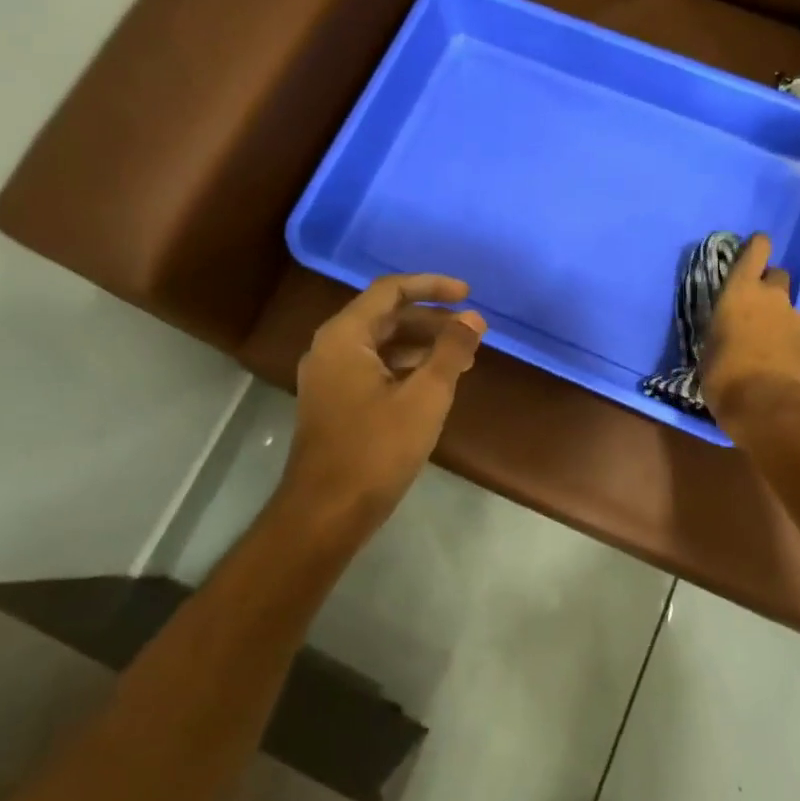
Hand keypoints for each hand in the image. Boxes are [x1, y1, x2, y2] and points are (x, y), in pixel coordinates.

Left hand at [284, 274, 486, 536]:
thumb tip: (473, 318)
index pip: (390, 290)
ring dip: (422, 344)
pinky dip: (406, 366)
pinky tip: (434, 382)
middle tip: (472, 331)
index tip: (468, 294)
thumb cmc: (377, 449)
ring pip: (381, 343)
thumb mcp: (425, 396)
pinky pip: (374, 367)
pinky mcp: (335, 401)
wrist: (326, 513)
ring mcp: (329, 376)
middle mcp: (331, 347)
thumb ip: (451, 351)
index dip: (432, 286)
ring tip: (463, 357)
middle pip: (386, 315)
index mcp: (345, 336)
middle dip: (432, 320)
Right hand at [701, 233, 799, 429]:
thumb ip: (721, 330)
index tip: (754, 247)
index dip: (757, 246)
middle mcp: (772, 297)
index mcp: (741, 290)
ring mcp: (795, 319)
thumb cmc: (724, 373)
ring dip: (777, 315)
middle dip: (769, 284)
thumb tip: (725, 333)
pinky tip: (774, 359)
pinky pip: (795, 332)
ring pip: (787, 306)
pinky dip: (786, 340)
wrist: (768, 405)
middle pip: (778, 275)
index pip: (756, 251)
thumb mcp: (708, 347)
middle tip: (753, 304)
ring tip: (762, 339)